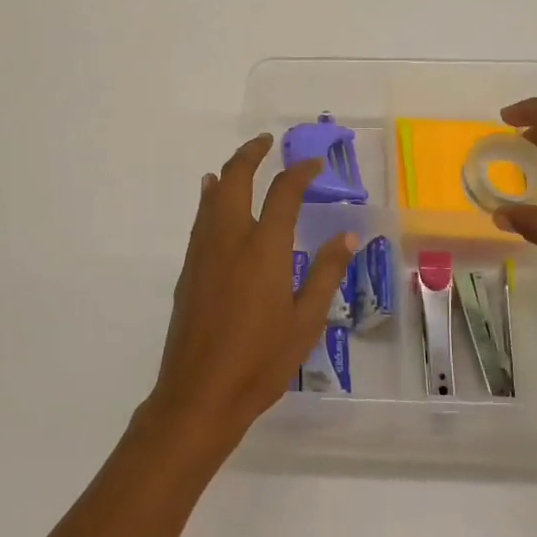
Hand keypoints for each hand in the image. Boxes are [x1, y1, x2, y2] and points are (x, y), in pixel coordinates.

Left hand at [145, 134, 356, 454]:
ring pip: (212, 197)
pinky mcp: (189, 271)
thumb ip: (325, 273)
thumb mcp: (305, 321)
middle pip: (235, 180)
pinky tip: (213, 203)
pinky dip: (211, 199)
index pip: (283, 193)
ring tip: (241, 162)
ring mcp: (204, 254)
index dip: (299, 171)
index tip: (313, 163)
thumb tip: (348, 236)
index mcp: (264, 249)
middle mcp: (230, 240)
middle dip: (251, 154)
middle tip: (267, 142)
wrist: (199, 394)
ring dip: (228, 173)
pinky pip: (201, 220)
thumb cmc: (260, 361)